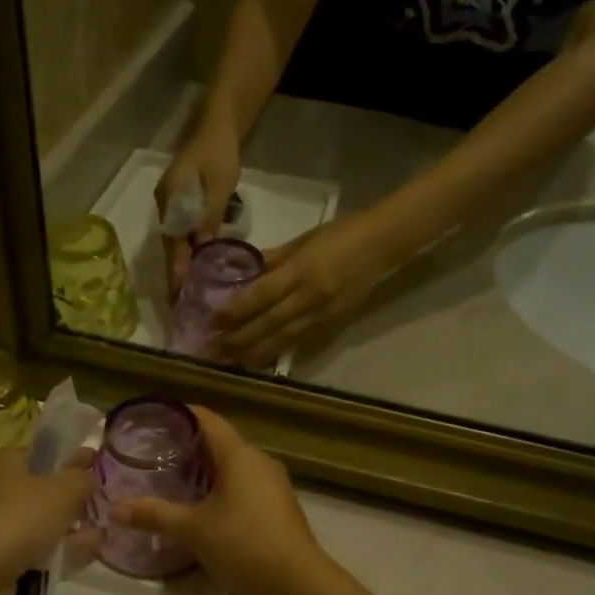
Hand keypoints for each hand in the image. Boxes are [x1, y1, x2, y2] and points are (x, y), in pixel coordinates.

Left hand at [0, 446, 95, 586]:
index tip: (99, 472)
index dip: (72, 461)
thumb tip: (89, 475)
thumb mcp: (62, 491)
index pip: (43, 453)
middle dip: (73, 500)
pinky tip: (81, 557)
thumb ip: (82, 478)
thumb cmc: (17, 520)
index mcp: (3, 461)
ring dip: (68, 529)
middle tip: (103, 510)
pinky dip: (54, 551)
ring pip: (38, 521)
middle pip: (42, 489)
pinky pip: (30, 548)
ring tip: (99, 538)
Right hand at [110, 408, 337, 594]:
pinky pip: (245, 481)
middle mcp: (259, 459)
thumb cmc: (243, 544)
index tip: (153, 420)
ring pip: (233, 463)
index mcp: (239, 453)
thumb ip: (154, 515)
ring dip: (206, 467)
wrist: (298, 582)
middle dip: (188, 444)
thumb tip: (115, 510)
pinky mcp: (278, 503)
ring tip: (174, 478)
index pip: (207, 418)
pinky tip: (205, 505)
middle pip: (219, 440)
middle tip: (154, 453)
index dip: (179, 414)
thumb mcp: (193, 530)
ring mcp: (273, 481)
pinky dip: (222, 484)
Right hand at [154, 117, 241, 296]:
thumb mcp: (219, 186)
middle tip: (185, 305)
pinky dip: (189, 250)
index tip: (178, 299)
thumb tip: (203, 252)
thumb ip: (210, 218)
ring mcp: (171, 203)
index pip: (172, 247)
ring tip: (192, 292)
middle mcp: (165, 206)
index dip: (176, 273)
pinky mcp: (181, 201)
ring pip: (177, 241)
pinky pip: (182, 232)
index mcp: (171, 202)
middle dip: (178, 275)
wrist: (218, 123)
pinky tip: (200, 265)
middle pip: (171, 247)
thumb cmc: (219, 152)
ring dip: (184, 265)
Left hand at [213, 214, 390, 367]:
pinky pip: (300, 340)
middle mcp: (311, 296)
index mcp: (302, 270)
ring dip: (256, 352)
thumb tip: (244, 272)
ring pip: (284, 338)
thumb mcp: (302, 240)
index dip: (236, 310)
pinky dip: (278, 350)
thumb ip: (273, 259)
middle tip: (214, 348)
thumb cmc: (340, 234)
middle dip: (240, 338)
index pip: (262, 295)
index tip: (213, 321)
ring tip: (232, 361)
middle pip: (270, 323)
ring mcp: (323, 313)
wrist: (382, 245)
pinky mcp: (333, 323)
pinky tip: (260, 358)